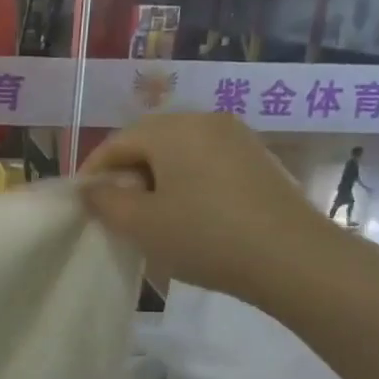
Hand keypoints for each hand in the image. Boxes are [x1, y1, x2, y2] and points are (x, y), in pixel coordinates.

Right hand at [80, 113, 337, 306]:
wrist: (294, 258)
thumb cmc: (205, 236)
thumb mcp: (142, 224)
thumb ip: (106, 202)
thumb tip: (92, 189)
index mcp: (172, 129)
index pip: (117, 142)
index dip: (94, 171)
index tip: (84, 202)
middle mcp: (204, 120)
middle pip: (149, 141)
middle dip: (126, 174)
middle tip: (115, 211)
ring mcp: (237, 137)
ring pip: (180, 152)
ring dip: (157, 179)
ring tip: (151, 216)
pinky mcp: (259, 159)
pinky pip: (207, 162)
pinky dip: (187, 182)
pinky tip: (189, 214)